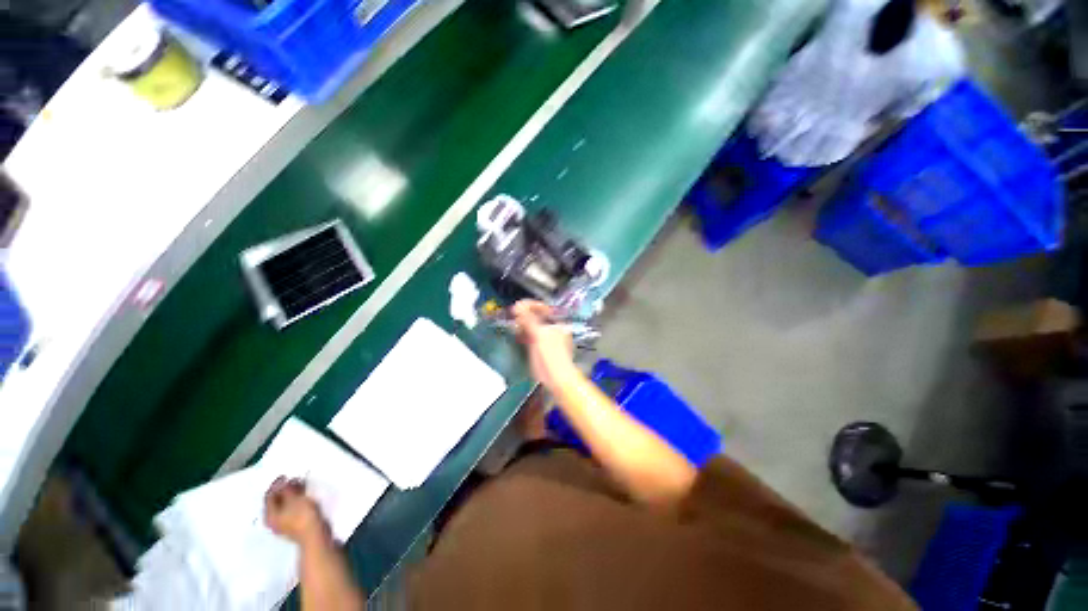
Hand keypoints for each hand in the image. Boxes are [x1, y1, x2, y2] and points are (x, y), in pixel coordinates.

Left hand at [264, 477, 329, 545]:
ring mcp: (284, 524)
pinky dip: (296, 501)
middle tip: (294, 480)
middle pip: (276, 501)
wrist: (315, 534)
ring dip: (291, 495)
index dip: (276, 485)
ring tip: (300, 486)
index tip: (285, 476)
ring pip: (285, 505)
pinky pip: (292, 509)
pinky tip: (303, 497)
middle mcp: (273, 520)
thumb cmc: (302, 517)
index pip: (269, 497)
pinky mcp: (294, 525)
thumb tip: (283, 483)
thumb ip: (287, 490)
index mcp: (270, 515)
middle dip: (284, 489)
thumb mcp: (295, 499)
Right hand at [512, 300, 576, 390]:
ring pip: (533, 327)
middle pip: (537, 317)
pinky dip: (524, 335)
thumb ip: (528, 319)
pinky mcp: (542, 349)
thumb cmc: (551, 357)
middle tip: (513, 316)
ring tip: (514, 326)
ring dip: (523, 326)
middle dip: (524, 316)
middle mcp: (554, 329)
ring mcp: (548, 339)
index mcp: (558, 323)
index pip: (543, 308)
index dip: (530, 305)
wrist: (557, 380)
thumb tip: (518, 305)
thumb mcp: (538, 335)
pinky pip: (532, 337)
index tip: (516, 306)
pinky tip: (518, 336)